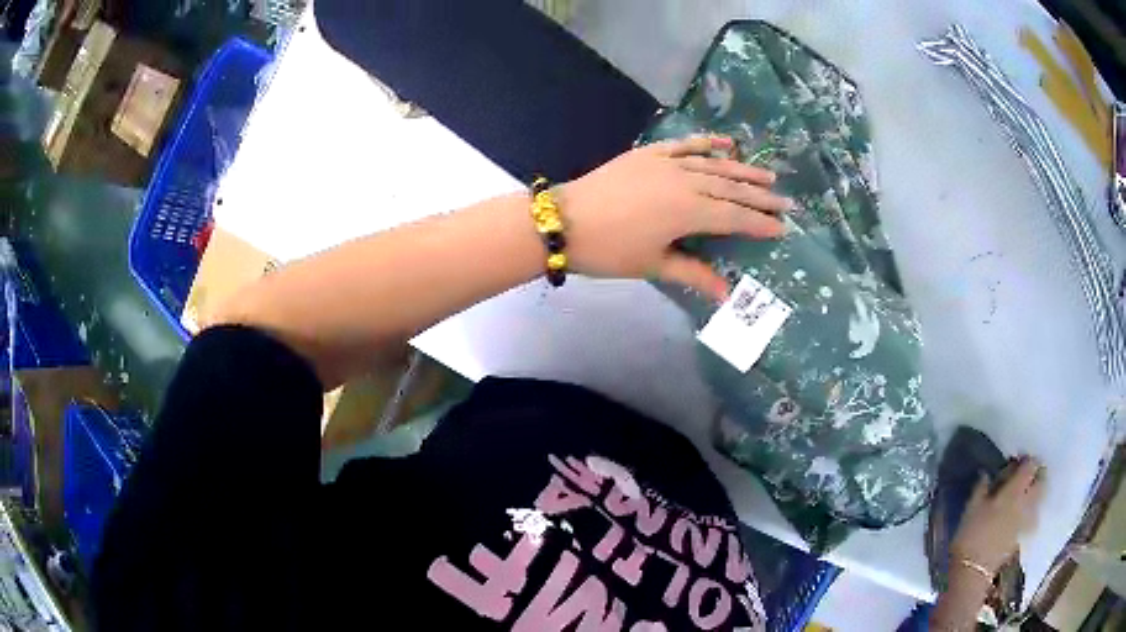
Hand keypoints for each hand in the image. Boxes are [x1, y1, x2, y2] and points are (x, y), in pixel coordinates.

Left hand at [556, 136, 792, 300]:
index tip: (782, 228)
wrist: (563, 221)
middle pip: (731, 189)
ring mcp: (667, 164)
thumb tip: (726, 294)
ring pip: (714, 165)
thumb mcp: (653, 265)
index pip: (735, 218)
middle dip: (760, 198)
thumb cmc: (608, 250)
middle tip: (786, 202)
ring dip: (743, 170)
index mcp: (689, 213)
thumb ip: (693, 274)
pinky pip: (684, 144)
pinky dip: (706, 142)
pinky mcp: (650, 154)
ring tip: (767, 176)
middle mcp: (686, 183)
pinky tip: (726, 142)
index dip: (760, 224)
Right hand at [950, 457, 1045, 573]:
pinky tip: (1020, 517)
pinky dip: (1030, 513)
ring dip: (1036, 493)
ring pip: (1040, 499)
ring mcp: (1026, 521)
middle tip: (1026, 476)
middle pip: (1042, 481)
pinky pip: (1032, 518)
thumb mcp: (971, 507)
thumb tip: (987, 473)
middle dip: (1037, 475)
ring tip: (1025, 496)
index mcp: (1015, 490)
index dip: (1027, 460)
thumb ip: (982, 487)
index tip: (1017, 461)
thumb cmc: (970, 535)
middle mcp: (1026, 502)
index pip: (1031, 465)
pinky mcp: (1022, 536)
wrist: (972, 572)